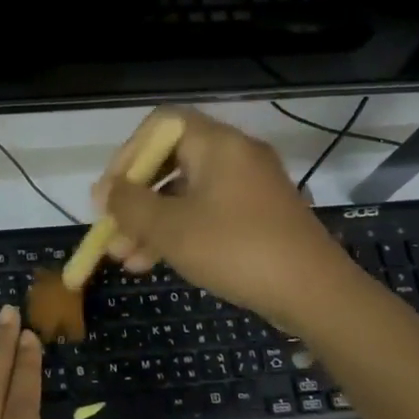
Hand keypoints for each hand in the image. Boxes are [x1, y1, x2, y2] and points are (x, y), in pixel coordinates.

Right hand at [93, 106, 353, 333]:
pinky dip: (177, 233)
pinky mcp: (256, 217)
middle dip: (134, 199)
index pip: (160, 125)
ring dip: (150, 223)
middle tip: (111, 231)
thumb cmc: (236, 249)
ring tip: (124, 259)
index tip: (110, 192)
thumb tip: (104, 190)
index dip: (127, 154)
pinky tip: (151, 264)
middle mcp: (234, 156)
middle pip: (169, 163)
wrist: (315, 293)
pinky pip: (205, 214)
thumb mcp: (171, 229)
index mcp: (217, 144)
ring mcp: (248, 188)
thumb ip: (130, 205)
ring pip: (184, 194)